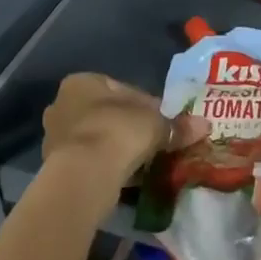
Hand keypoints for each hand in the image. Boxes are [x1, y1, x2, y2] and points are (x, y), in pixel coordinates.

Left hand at [40, 74, 169, 216]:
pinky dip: (108, 166)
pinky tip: (128, 177)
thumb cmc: (117, 131)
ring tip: (145, 162)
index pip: (123, 90)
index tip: (165, 122)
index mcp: (82, 82)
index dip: (148, 106)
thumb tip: (205, 125)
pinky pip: (90, 160)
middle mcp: (62, 104)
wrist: (83, 174)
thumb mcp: (155, 125)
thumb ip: (177, 125)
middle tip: (156, 142)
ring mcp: (55, 137)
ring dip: (119, 148)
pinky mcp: (56, 166)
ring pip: (98, 138)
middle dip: (131, 127)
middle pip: (108, 114)